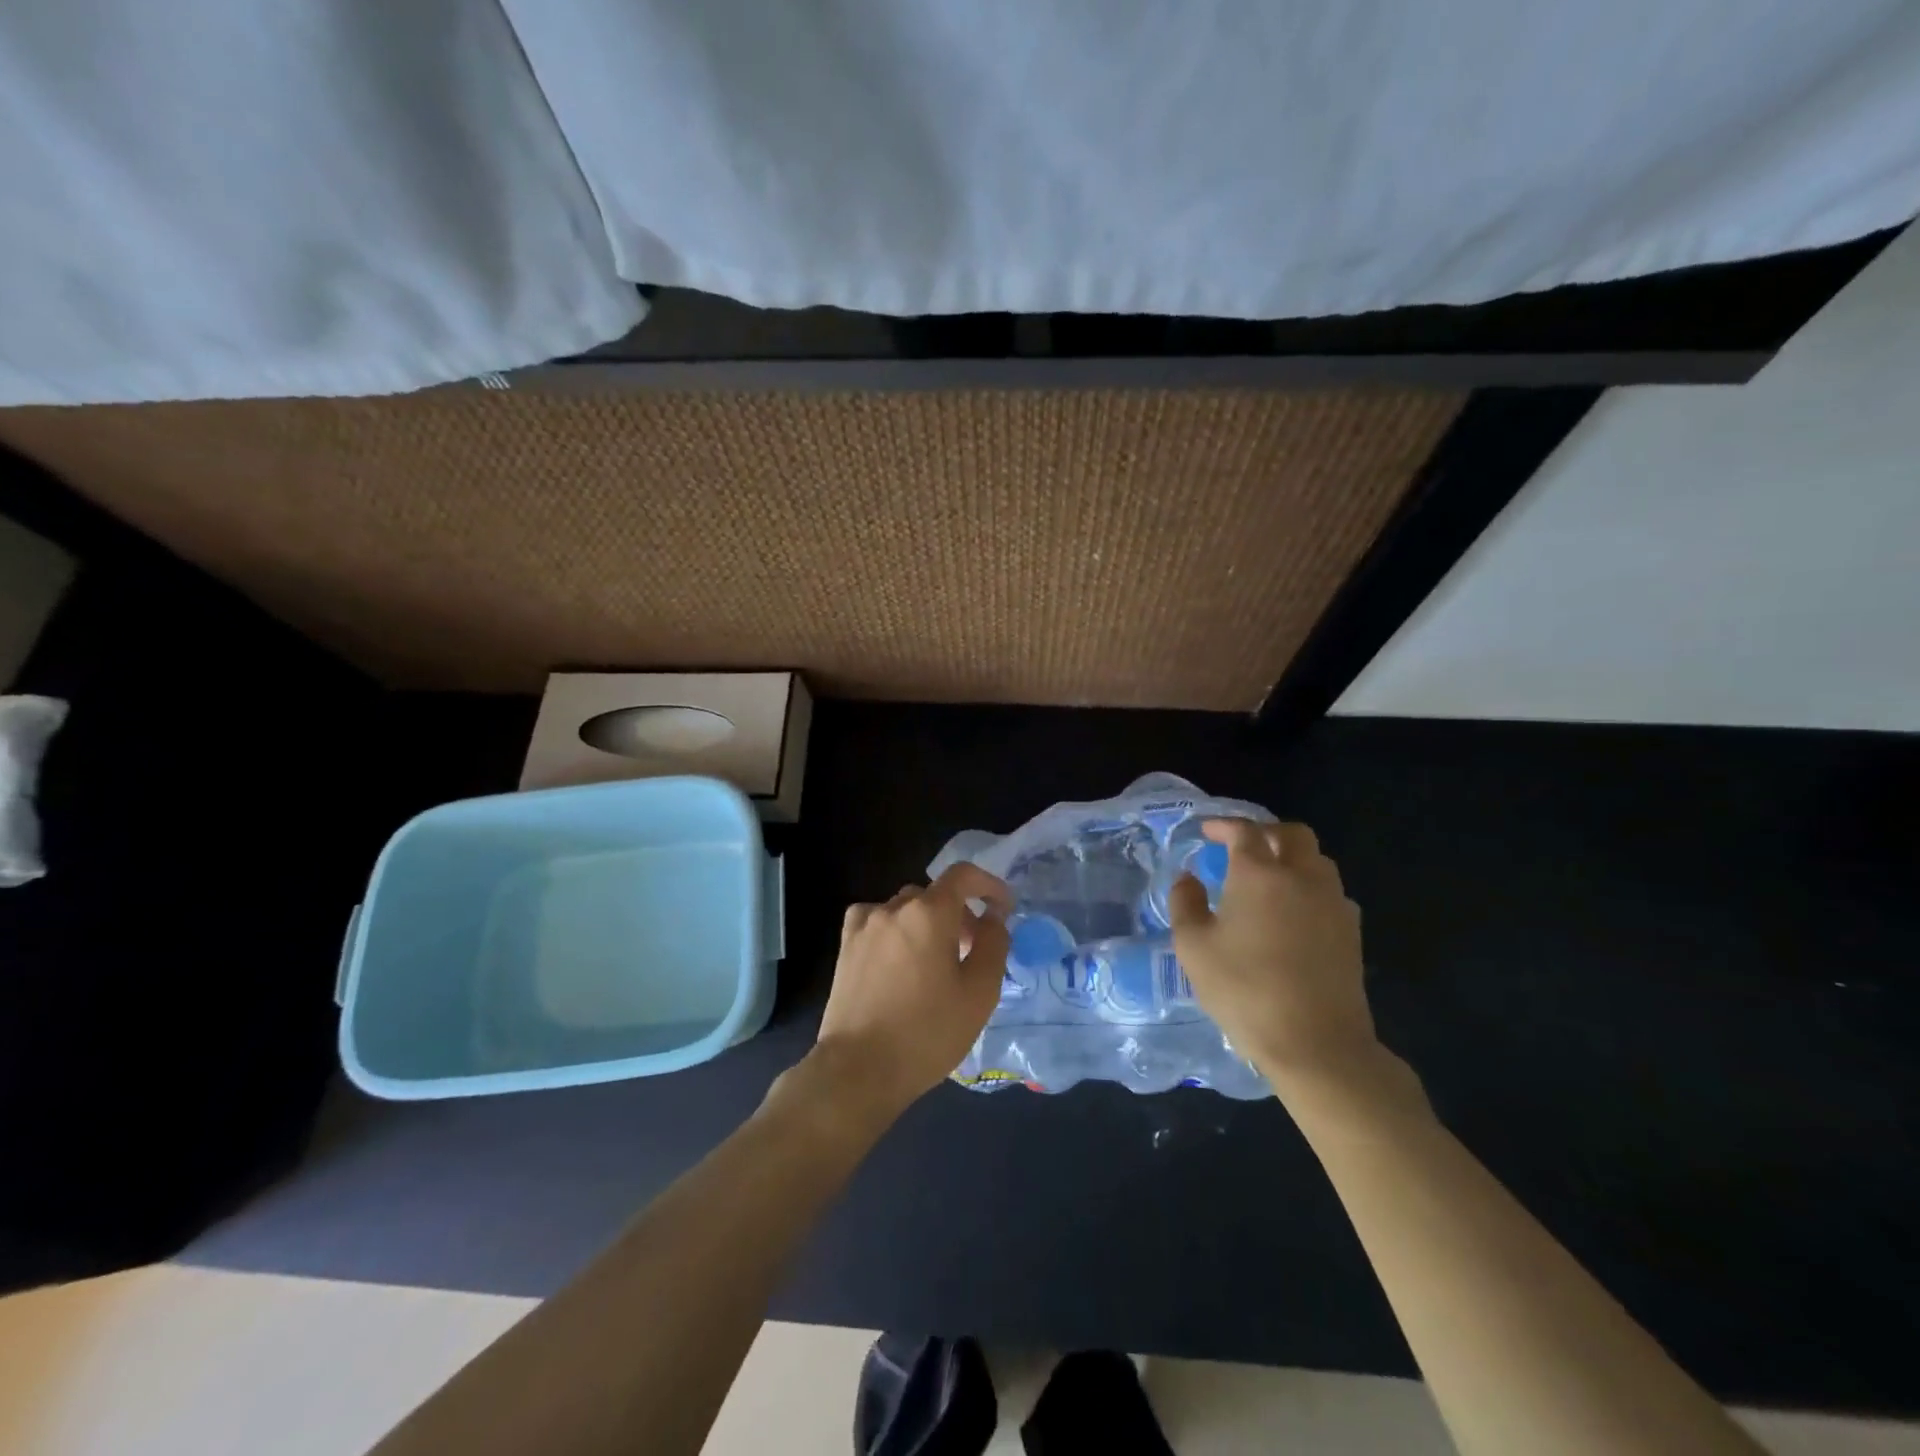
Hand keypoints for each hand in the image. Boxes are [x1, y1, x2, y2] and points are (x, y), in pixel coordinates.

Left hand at [807, 863, 1011, 1126]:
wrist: (859, 1069)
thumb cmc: (927, 1032)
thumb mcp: (980, 993)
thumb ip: (994, 944)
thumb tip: (993, 918)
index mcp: (929, 913)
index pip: (964, 875)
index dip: (989, 885)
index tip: (1003, 908)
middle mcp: (894, 907)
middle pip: (935, 895)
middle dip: (960, 914)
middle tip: (973, 950)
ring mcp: (865, 925)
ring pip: (906, 908)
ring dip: (928, 922)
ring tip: (937, 960)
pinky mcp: (846, 945)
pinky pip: (878, 921)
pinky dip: (896, 929)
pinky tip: (900, 959)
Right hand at [1168, 819, 1382, 1093]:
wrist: (1316, 1043)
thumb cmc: (1245, 990)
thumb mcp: (1194, 947)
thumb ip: (1185, 904)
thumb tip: (1188, 879)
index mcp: (1259, 874)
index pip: (1244, 831)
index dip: (1224, 825)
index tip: (1207, 831)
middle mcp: (1301, 877)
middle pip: (1292, 834)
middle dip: (1265, 832)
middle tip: (1242, 846)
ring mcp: (1333, 903)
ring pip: (1317, 860)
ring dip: (1292, 857)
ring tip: (1268, 877)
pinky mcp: (1352, 931)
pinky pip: (1330, 891)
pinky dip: (1309, 887)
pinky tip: (1293, 913)